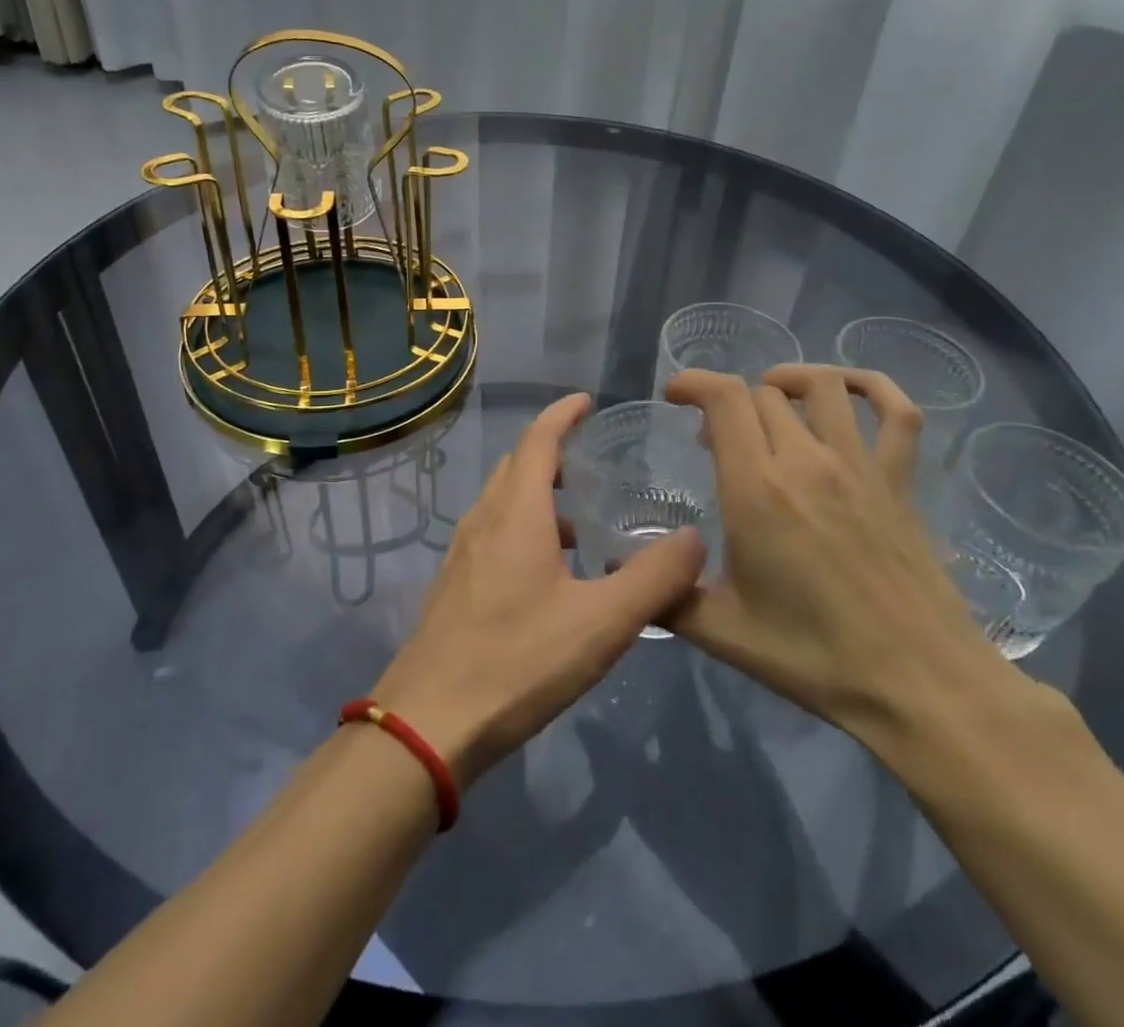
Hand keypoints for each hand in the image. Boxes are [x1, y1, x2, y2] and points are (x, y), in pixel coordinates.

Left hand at [374, 393, 706, 786]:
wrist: (429, 723)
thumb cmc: (519, 661)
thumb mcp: (602, 623)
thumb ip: (654, 579)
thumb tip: (694, 539)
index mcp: (516, 514)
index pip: (539, 441)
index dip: (562, 415)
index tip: (586, 401)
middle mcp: (484, 521)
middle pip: (517, 466)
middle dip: (552, 452)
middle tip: (591, 461)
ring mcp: (462, 553)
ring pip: (502, 502)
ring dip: (538, 495)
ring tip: (579, 523)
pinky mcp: (453, 585)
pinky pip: (492, 533)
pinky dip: (522, 528)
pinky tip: (547, 574)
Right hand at [661, 365, 1009, 746]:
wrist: (919, 684)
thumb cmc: (814, 657)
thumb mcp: (722, 632)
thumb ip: (666, 594)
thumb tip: (621, 570)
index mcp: (756, 490)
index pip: (724, 399)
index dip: (693, 382)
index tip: (674, 396)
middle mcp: (806, 461)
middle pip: (762, 393)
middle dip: (729, 405)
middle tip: (716, 442)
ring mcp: (859, 466)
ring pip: (822, 386)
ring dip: (788, 381)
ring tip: (770, 400)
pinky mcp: (900, 481)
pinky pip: (898, 412)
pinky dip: (872, 387)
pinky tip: (848, 392)